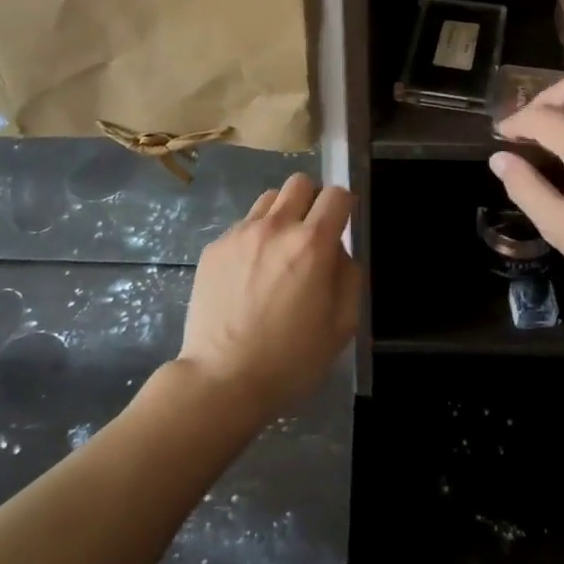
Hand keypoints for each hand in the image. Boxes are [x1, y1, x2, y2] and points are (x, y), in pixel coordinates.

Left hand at [177, 173, 359, 424]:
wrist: (222, 380)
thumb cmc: (290, 360)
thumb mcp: (341, 326)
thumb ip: (349, 277)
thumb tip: (339, 251)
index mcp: (312, 244)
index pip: (337, 195)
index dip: (344, 207)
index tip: (341, 226)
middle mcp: (275, 227)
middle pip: (299, 183)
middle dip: (311, 201)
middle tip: (309, 237)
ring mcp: (239, 234)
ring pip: (268, 199)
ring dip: (281, 216)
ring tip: (276, 252)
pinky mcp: (214, 248)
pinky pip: (242, 226)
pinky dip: (253, 239)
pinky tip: (248, 275)